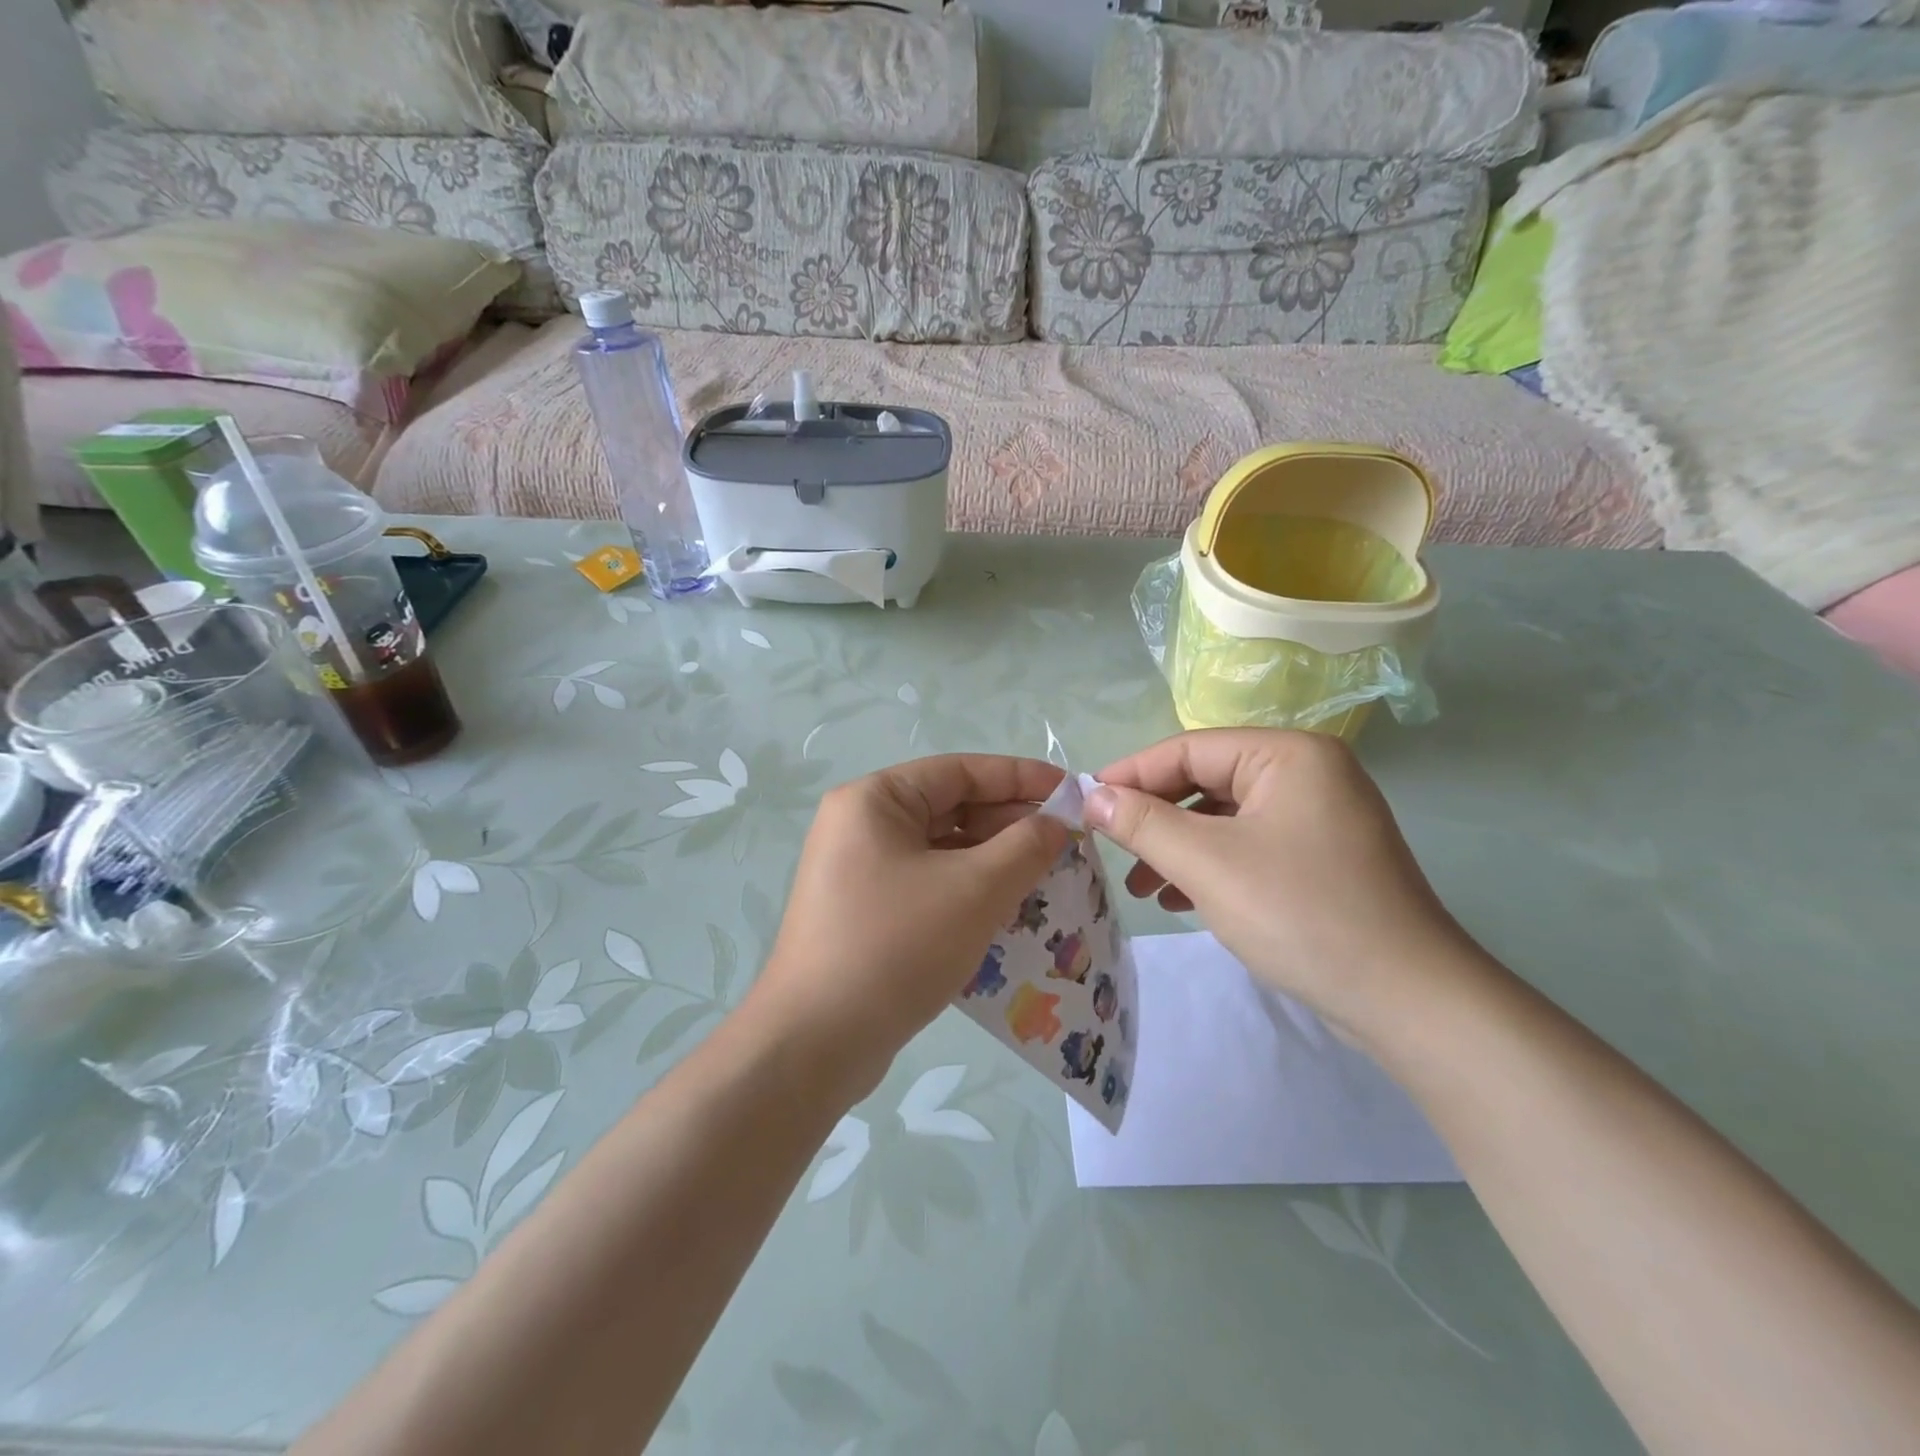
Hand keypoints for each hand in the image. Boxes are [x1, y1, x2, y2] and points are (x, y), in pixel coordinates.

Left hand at [751, 755, 1070, 1103]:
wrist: (815, 1043)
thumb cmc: (897, 946)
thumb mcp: (974, 890)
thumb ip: (1025, 847)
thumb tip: (1056, 823)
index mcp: (874, 801)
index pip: (960, 771)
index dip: (1020, 778)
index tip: (1071, 793)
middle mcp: (860, 826)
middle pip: (950, 808)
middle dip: (1010, 824)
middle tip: (1067, 844)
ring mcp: (858, 872)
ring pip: (941, 851)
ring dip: (994, 861)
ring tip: (1048, 878)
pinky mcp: (864, 912)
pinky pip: (928, 885)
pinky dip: (968, 892)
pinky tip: (1008, 912)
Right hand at [1085, 729, 1483, 1039]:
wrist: (1407, 1000)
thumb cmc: (1301, 914)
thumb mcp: (1208, 863)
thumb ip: (1142, 823)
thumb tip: (1090, 796)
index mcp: (1288, 754)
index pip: (1189, 748)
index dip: (1131, 774)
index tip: (1084, 802)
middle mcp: (1306, 773)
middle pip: (1206, 781)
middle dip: (1155, 817)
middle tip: (1109, 847)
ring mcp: (1316, 817)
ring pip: (1223, 818)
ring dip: (1176, 846)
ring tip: (1141, 885)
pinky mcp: (1318, 858)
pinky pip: (1247, 846)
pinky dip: (1209, 867)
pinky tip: (1178, 899)